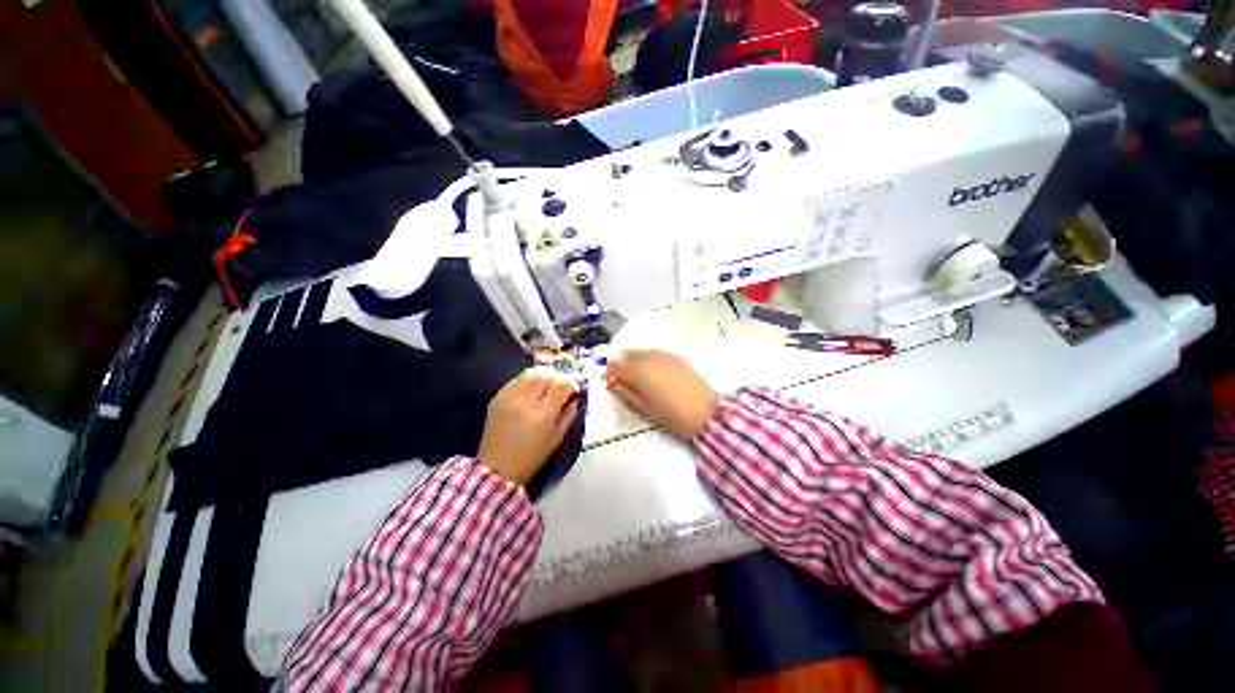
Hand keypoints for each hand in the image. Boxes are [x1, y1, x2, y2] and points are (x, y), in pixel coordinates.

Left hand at [478, 369, 580, 484]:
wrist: (498, 468)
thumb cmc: (532, 457)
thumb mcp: (557, 438)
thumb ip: (569, 415)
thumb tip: (573, 399)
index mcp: (542, 413)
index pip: (561, 386)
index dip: (571, 384)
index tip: (574, 390)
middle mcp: (525, 400)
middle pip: (546, 375)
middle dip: (558, 377)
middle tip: (563, 385)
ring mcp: (509, 397)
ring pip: (530, 373)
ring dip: (543, 375)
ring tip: (549, 383)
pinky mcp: (497, 397)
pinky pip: (516, 380)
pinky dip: (528, 380)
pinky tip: (532, 388)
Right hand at [604, 350, 716, 439]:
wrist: (706, 414)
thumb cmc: (672, 416)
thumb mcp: (644, 408)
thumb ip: (626, 393)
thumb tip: (612, 383)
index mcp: (640, 372)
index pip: (617, 365)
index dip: (609, 372)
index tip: (608, 381)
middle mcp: (650, 358)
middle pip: (628, 355)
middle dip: (621, 364)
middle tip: (619, 378)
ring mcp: (665, 356)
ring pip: (642, 352)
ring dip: (634, 361)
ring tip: (635, 376)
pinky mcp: (676, 358)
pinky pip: (655, 354)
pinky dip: (647, 360)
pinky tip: (651, 371)